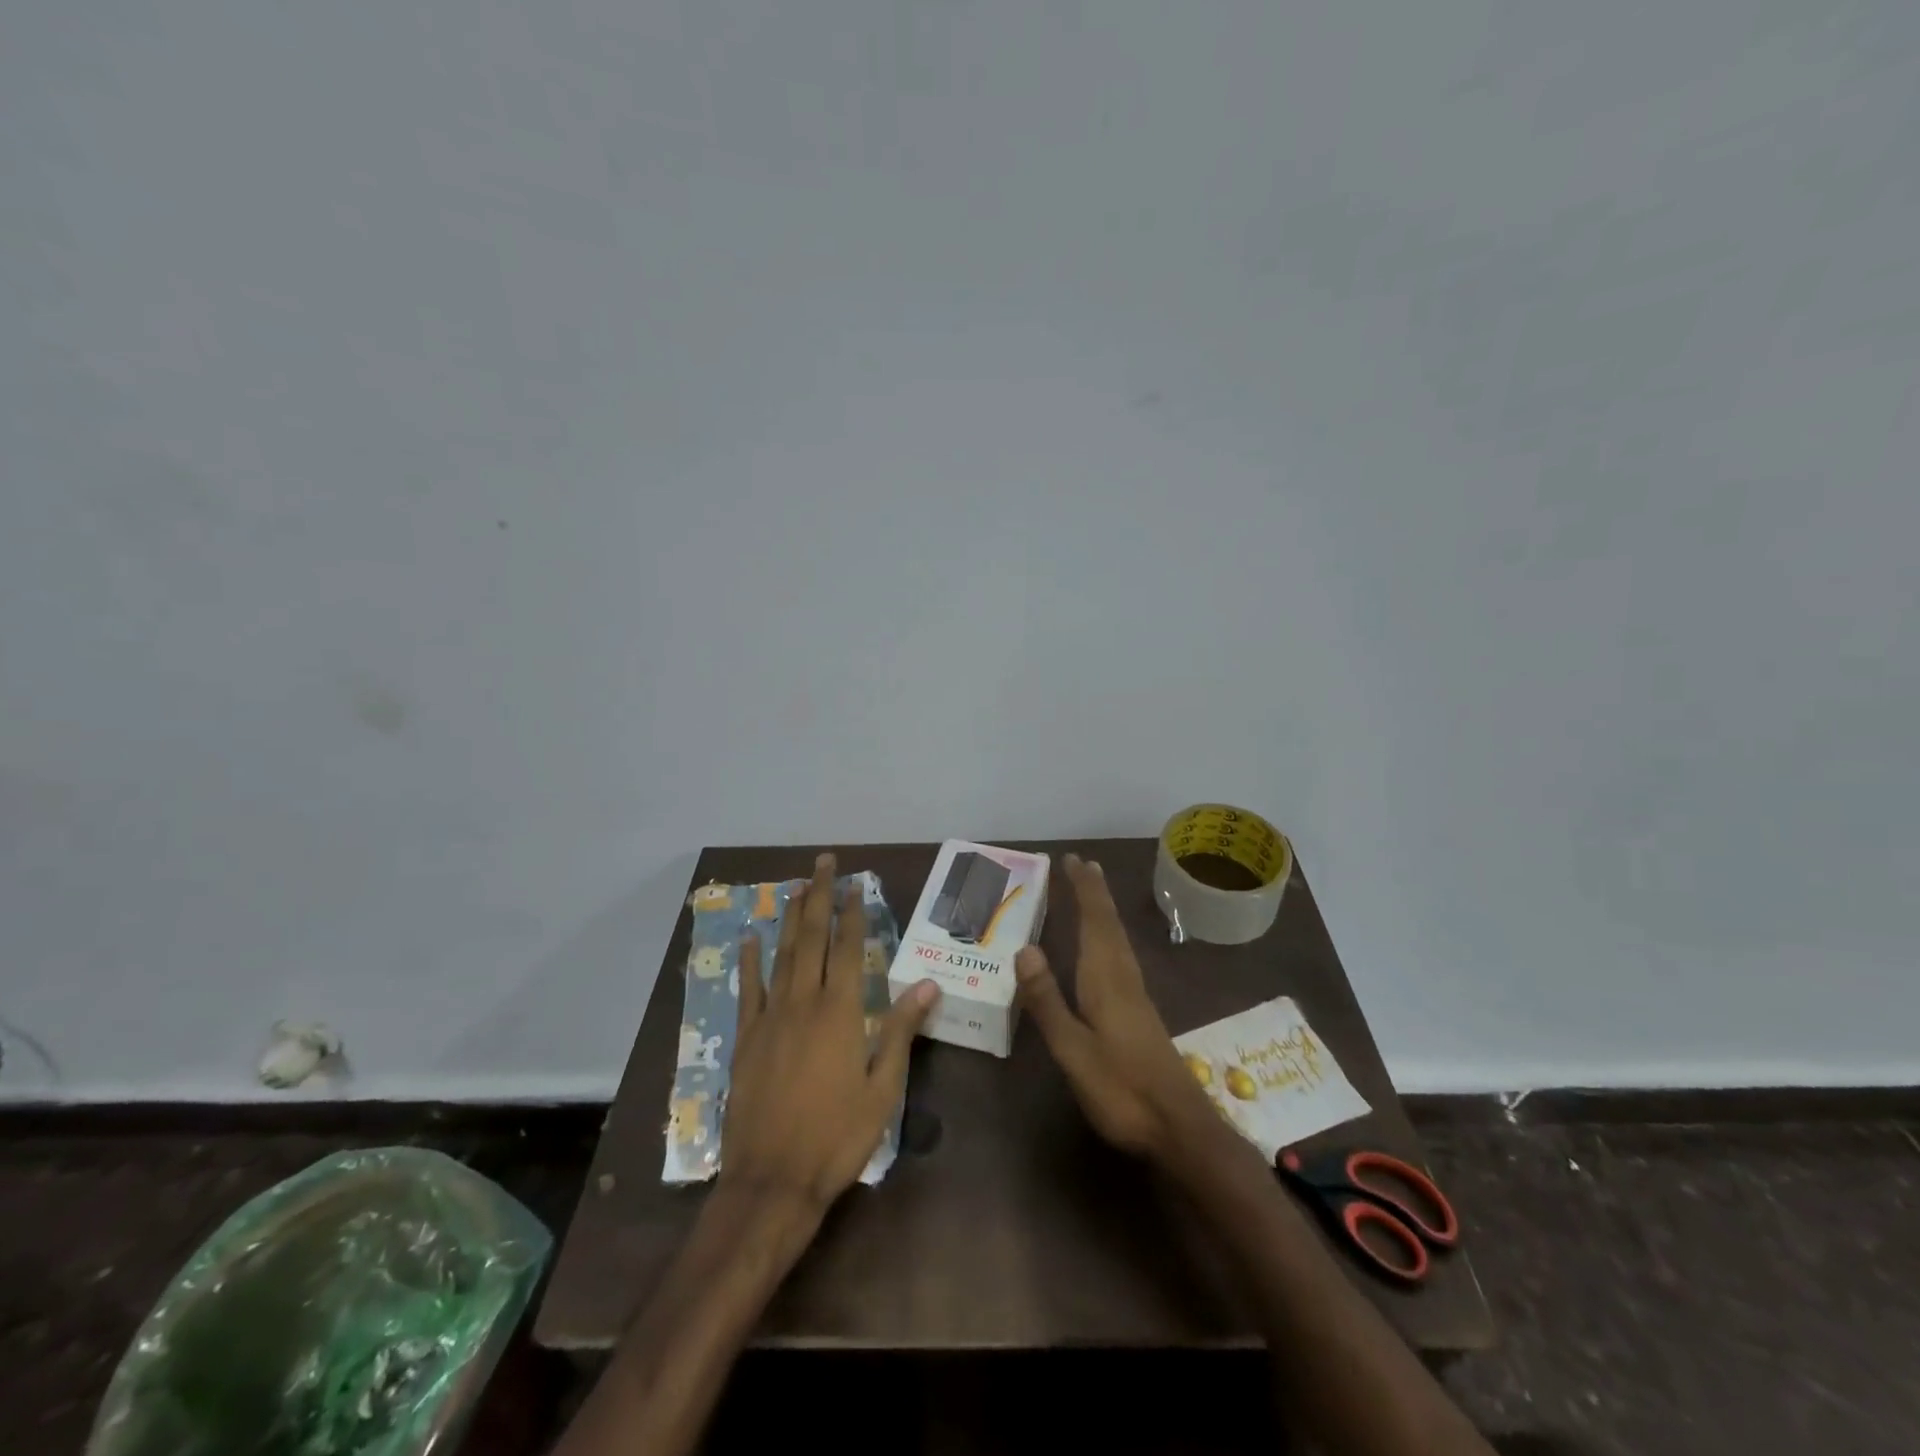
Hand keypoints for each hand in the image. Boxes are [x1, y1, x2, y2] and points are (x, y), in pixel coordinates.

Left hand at [719, 853, 938, 1216]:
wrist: (772, 1181)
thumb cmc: (837, 1137)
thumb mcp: (883, 1089)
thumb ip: (902, 1030)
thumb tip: (928, 984)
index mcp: (841, 1012)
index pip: (849, 948)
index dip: (853, 913)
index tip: (856, 884)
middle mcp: (804, 1002)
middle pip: (813, 938)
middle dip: (820, 897)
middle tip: (824, 863)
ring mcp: (771, 1017)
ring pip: (782, 954)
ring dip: (791, 918)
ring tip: (798, 886)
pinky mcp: (746, 1038)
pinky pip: (749, 989)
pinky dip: (750, 961)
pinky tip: (751, 939)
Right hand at [1016, 853, 1228, 1169]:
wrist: (1180, 1127)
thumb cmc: (1121, 1089)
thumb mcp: (1073, 1050)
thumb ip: (1048, 1001)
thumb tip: (1024, 948)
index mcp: (1105, 980)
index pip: (1094, 923)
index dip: (1084, 891)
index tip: (1072, 860)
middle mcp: (1123, 978)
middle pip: (1109, 925)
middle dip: (1095, 893)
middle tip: (1083, 864)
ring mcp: (1136, 996)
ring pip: (1118, 940)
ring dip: (1104, 911)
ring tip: (1094, 892)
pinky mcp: (1141, 1013)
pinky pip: (1121, 956)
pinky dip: (1110, 936)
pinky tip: (1107, 948)